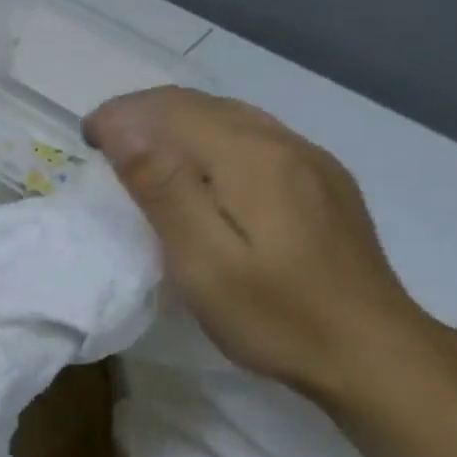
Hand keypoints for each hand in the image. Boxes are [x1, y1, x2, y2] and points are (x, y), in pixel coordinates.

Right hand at [85, 86, 437, 401]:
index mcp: (251, 157)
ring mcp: (311, 161)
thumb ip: (164, 189)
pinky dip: (210, 139)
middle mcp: (284, 143)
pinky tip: (201, 172)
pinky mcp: (323, 183)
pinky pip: (254, 138)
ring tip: (139, 152)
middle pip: (202, 104)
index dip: (120, 115)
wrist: (372, 353)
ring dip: (176, 123)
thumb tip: (122, 128)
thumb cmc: (276, 315)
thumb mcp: (204, 261)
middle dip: (143, 113)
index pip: (171, 110)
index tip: (85, 140)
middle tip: (102, 144)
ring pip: (230, 117)